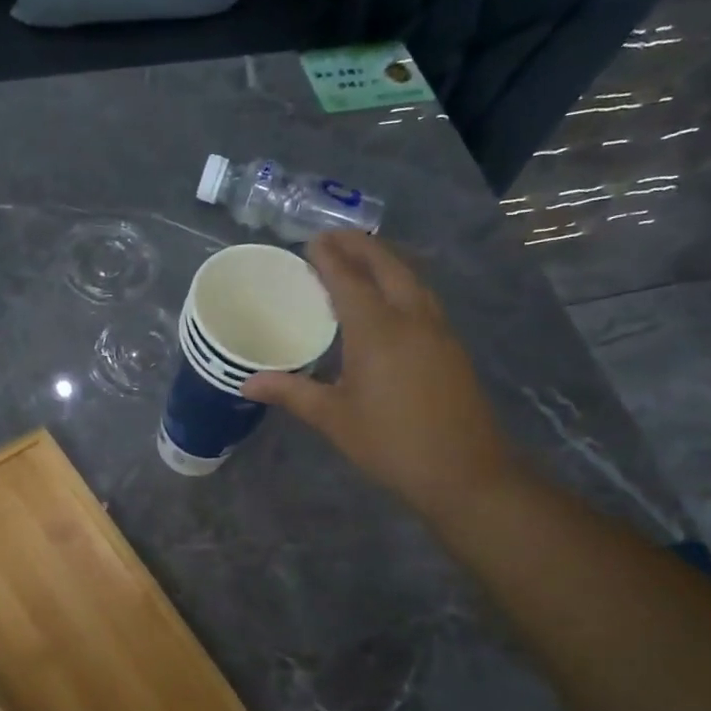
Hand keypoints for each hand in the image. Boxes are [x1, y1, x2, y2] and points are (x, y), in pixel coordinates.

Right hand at [244, 231, 517, 518]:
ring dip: (385, 261)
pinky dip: (401, 284)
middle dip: (361, 246)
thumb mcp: (333, 419)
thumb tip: (246, 383)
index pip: (350, 280)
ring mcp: (439, 331)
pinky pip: (422, 299)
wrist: (463, 472)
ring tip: (360, 259)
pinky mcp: (451, 347)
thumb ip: (291, 393)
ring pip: (412, 279)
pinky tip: (389, 300)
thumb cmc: (390, 443)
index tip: (311, 241)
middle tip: (334, 238)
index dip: (329, 258)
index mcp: (378, 331)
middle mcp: (412, 319)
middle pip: (388, 266)